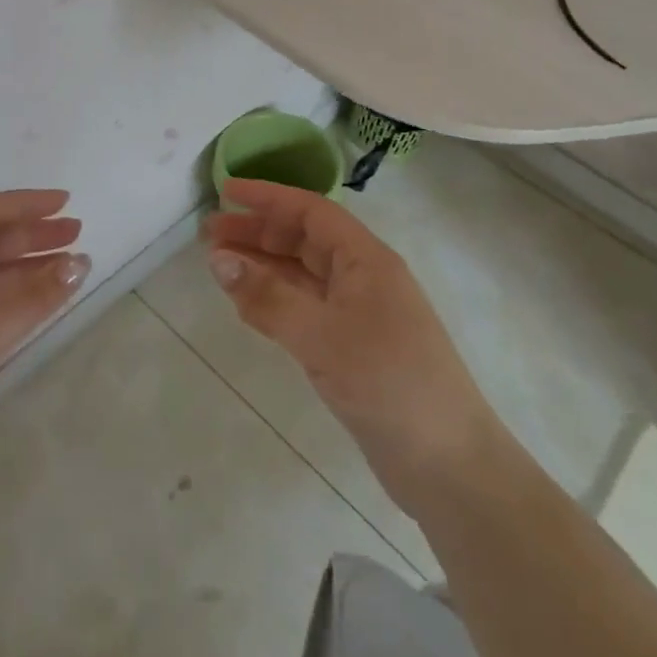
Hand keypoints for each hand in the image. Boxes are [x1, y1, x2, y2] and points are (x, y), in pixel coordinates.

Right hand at [206, 179, 497, 518]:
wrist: (448, 465)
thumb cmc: (389, 384)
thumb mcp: (322, 336)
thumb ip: (268, 297)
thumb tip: (218, 259)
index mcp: (366, 260)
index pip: (311, 211)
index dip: (268, 197)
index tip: (225, 192)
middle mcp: (362, 278)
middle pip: (303, 240)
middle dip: (257, 232)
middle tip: (208, 236)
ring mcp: (358, 314)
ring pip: (301, 275)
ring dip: (262, 267)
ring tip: (218, 267)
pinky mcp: (351, 348)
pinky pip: (304, 309)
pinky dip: (274, 302)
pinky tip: (245, 306)